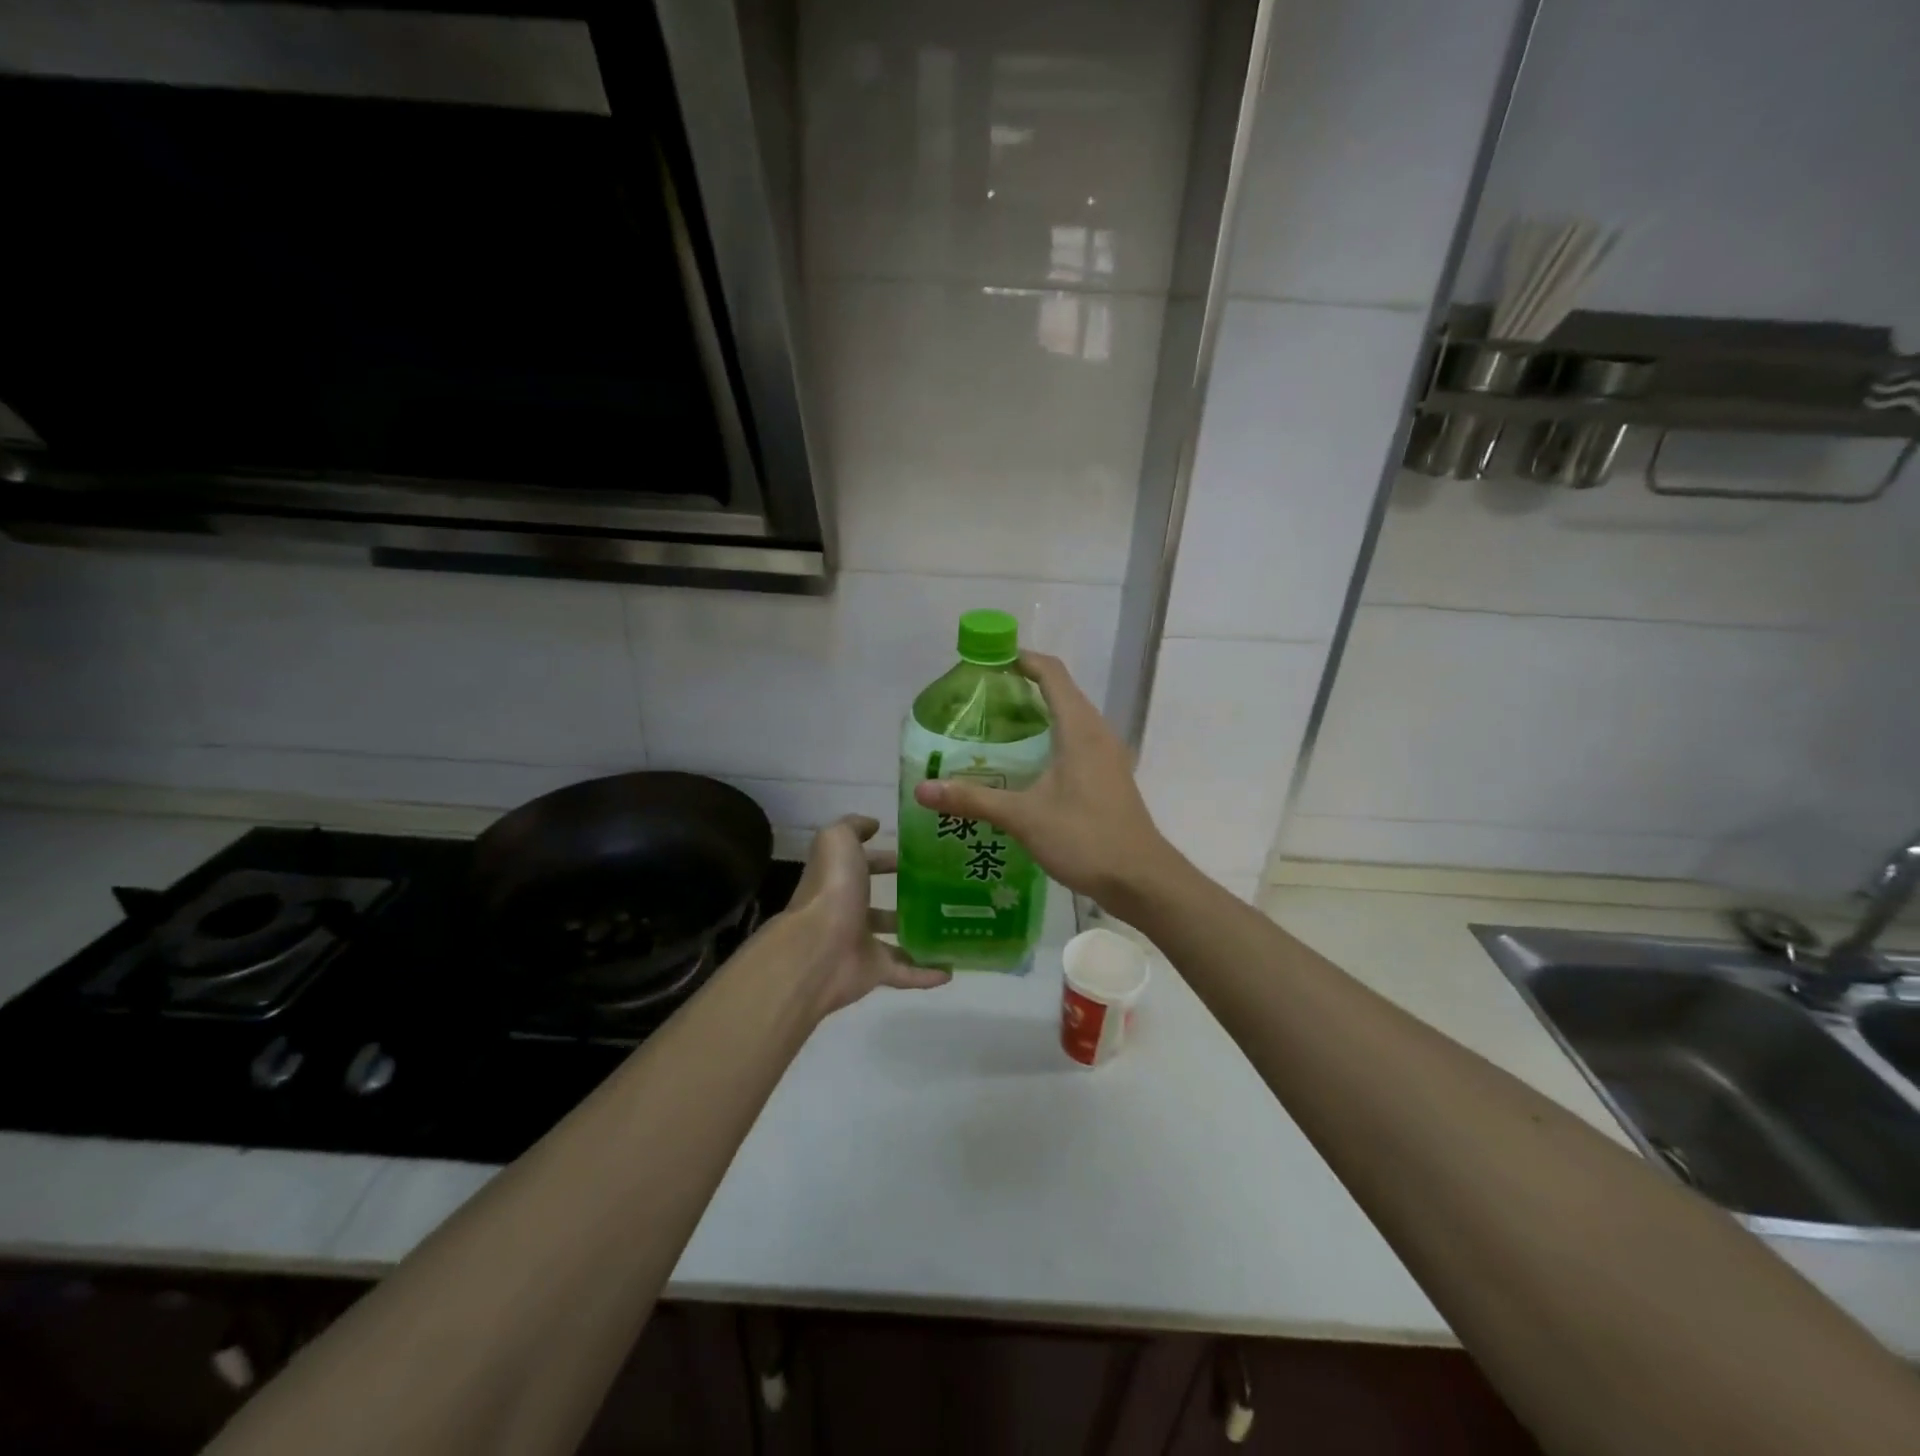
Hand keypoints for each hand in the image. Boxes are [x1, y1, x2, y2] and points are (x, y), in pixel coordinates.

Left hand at [785, 814, 950, 1016]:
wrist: (819, 948)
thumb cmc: (831, 889)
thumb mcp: (838, 840)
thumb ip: (853, 827)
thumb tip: (873, 824)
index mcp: (839, 879)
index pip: (864, 865)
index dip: (886, 859)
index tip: (920, 855)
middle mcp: (847, 911)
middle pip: (878, 902)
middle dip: (906, 896)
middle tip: (945, 890)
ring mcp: (860, 944)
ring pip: (893, 939)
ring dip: (918, 935)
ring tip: (954, 927)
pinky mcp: (874, 972)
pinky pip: (905, 974)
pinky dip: (926, 974)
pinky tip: (952, 970)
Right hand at [913, 652, 1175, 910]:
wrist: (1140, 879)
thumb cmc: (1085, 838)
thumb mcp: (1023, 817)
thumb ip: (973, 799)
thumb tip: (922, 790)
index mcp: (1080, 728)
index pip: (1051, 673)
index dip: (1021, 659)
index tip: (988, 660)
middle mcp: (1097, 733)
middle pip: (1060, 692)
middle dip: (1022, 688)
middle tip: (980, 699)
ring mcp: (1108, 756)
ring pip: (1070, 719)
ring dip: (1036, 715)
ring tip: (995, 729)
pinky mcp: (1109, 777)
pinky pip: (1077, 742)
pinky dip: (1050, 739)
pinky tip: (1024, 766)